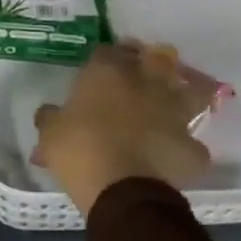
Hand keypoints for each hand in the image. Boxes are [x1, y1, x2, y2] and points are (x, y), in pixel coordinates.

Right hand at [34, 42, 212, 214]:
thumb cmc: (80, 150)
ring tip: (170, 103)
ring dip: (182, 94)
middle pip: (157, 58)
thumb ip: (51, 117)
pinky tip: (173, 153)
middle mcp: (145, 84)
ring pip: (190, 92)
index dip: (103, 56)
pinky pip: (191, 142)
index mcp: (107, 73)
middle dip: (150, 61)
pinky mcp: (191, 147)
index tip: (97, 66)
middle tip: (140, 73)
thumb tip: (48, 112)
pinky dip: (184, 146)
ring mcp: (174, 114)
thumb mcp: (50, 133)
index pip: (106, 50)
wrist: (122, 190)